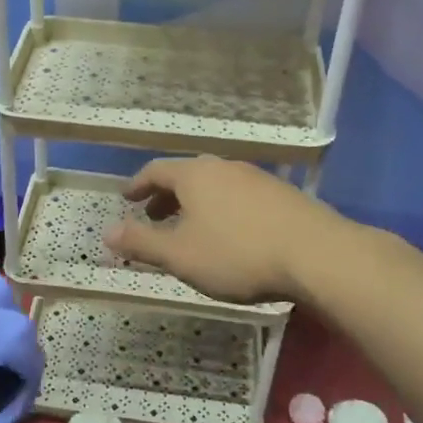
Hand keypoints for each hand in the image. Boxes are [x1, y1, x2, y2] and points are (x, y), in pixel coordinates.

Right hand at [102, 156, 344, 304]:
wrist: (316, 254)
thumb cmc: (237, 254)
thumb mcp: (180, 256)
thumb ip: (141, 243)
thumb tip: (107, 232)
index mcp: (194, 175)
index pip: (156, 170)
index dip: (137, 185)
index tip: (126, 198)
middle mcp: (223, 167)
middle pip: (186, 176)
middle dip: (165, 196)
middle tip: (152, 216)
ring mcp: (256, 178)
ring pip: (214, 186)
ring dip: (195, 204)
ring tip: (190, 229)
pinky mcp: (281, 194)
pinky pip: (238, 196)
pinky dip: (221, 210)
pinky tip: (229, 234)